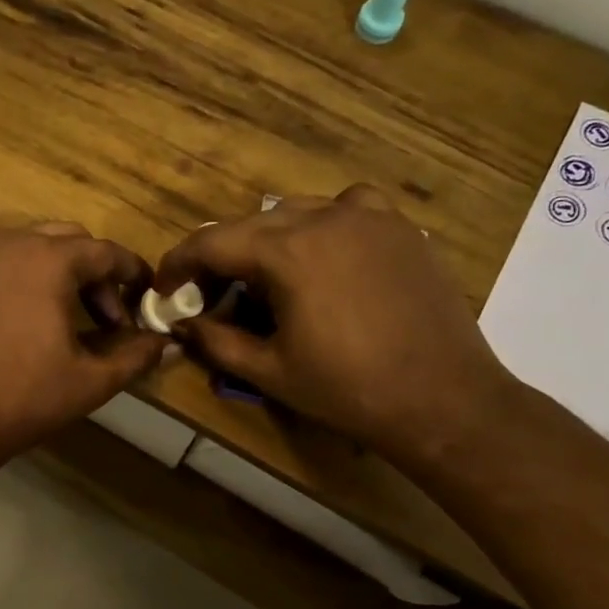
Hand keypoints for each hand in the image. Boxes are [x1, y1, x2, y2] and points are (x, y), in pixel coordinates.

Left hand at [0, 223, 166, 458]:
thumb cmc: (23, 398)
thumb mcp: (91, 381)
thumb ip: (136, 356)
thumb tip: (166, 344)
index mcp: (49, 260)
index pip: (105, 251)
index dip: (131, 273)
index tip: (144, 297)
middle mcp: (7, 244)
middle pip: (65, 239)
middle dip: (92, 272)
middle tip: (102, 316)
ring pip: (22, 247)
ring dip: (50, 272)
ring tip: (56, 316)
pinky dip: (10, 281)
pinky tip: (10, 321)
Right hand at [154, 186, 519, 464]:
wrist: (444, 399)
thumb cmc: (348, 389)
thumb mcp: (269, 372)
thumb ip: (216, 341)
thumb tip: (184, 326)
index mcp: (286, 251)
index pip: (211, 242)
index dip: (179, 264)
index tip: (165, 291)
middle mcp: (324, 218)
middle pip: (250, 225)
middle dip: (221, 257)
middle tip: (211, 296)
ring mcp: (369, 218)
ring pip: (296, 211)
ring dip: (268, 240)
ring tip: (267, 279)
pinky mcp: (401, 228)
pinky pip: (348, 209)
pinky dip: (323, 225)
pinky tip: (328, 255)